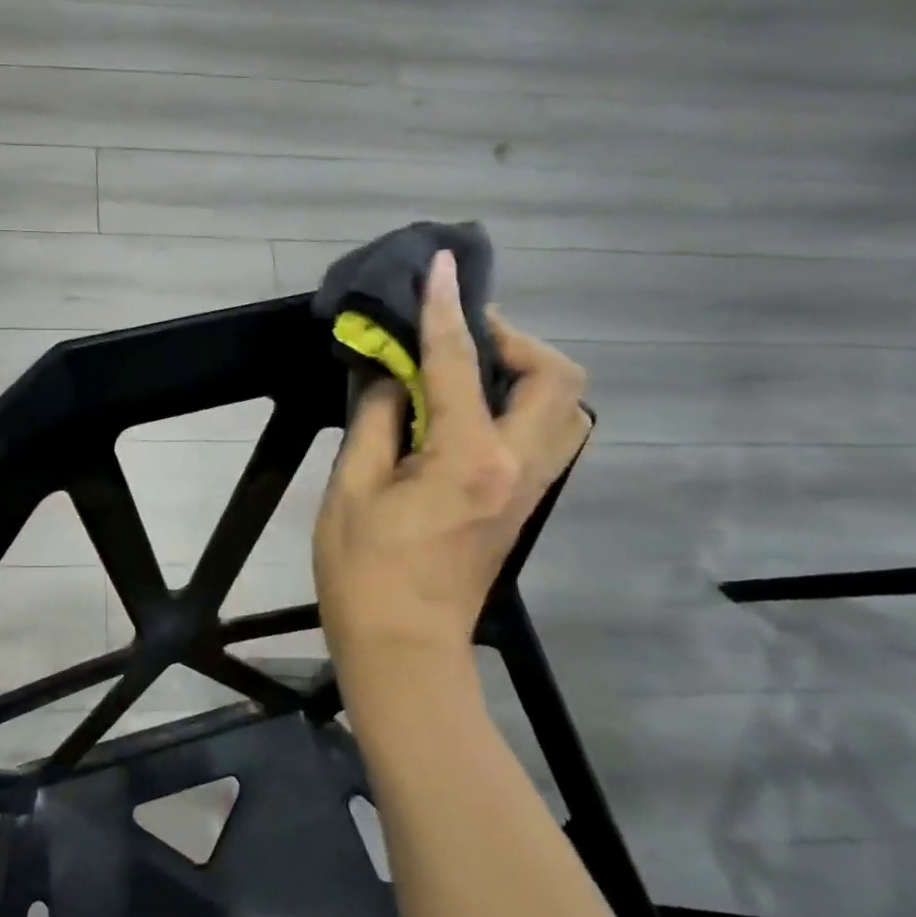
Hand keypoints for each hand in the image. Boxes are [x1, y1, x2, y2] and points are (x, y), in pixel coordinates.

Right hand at [314, 251, 588, 676]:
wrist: (403, 647)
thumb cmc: (364, 573)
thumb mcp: (351, 490)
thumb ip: (374, 421)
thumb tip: (387, 376)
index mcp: (468, 459)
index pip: (458, 364)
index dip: (446, 311)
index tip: (442, 269)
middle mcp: (517, 466)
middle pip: (555, 378)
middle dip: (513, 340)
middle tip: (461, 337)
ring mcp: (530, 488)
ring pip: (565, 407)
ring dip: (527, 372)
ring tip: (472, 369)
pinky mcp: (524, 503)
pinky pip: (548, 433)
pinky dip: (523, 404)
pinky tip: (473, 410)